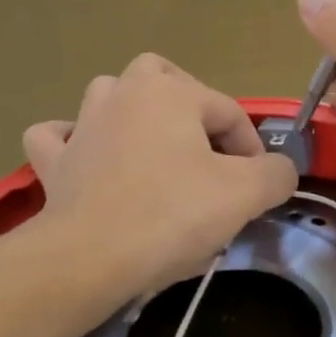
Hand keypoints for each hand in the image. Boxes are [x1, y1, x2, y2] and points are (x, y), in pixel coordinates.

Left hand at [22, 54, 297, 295]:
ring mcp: (83, 124)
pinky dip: (72, 140)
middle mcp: (124, 92)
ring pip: (110, 94)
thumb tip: (279, 170)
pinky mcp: (55, 161)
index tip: (257, 188)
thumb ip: (276, 173)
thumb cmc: (171, 215)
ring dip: (132, 111)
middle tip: (208, 151)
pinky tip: (86, 155)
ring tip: (153, 147)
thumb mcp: (244, 194)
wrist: (88, 259)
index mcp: (171, 91)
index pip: (229, 111)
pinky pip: (58, 136)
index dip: (252, 149)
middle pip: (165, 77)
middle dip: (190, 106)